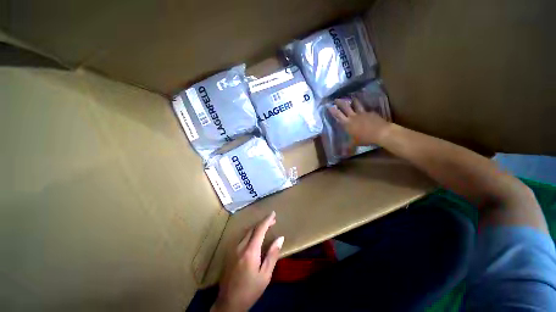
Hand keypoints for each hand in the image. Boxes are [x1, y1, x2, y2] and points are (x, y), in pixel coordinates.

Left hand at [212, 211, 283, 311]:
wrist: (228, 303)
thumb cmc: (250, 290)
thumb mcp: (265, 275)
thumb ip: (272, 254)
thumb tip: (280, 238)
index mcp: (250, 251)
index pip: (259, 229)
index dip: (267, 220)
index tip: (273, 213)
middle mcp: (240, 246)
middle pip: (252, 228)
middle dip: (263, 222)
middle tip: (272, 221)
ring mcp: (233, 249)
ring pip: (246, 231)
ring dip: (256, 227)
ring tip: (266, 227)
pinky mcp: (230, 252)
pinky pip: (242, 237)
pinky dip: (251, 233)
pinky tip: (255, 236)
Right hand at [328, 97, 390, 146]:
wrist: (381, 132)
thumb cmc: (365, 139)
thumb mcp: (355, 144)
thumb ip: (348, 147)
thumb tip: (342, 155)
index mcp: (347, 124)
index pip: (337, 115)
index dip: (332, 111)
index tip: (328, 106)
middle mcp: (353, 117)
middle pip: (345, 107)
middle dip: (339, 102)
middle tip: (336, 99)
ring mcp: (362, 113)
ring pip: (356, 104)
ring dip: (353, 101)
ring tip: (351, 99)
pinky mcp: (370, 113)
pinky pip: (365, 110)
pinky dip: (363, 110)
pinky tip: (365, 111)